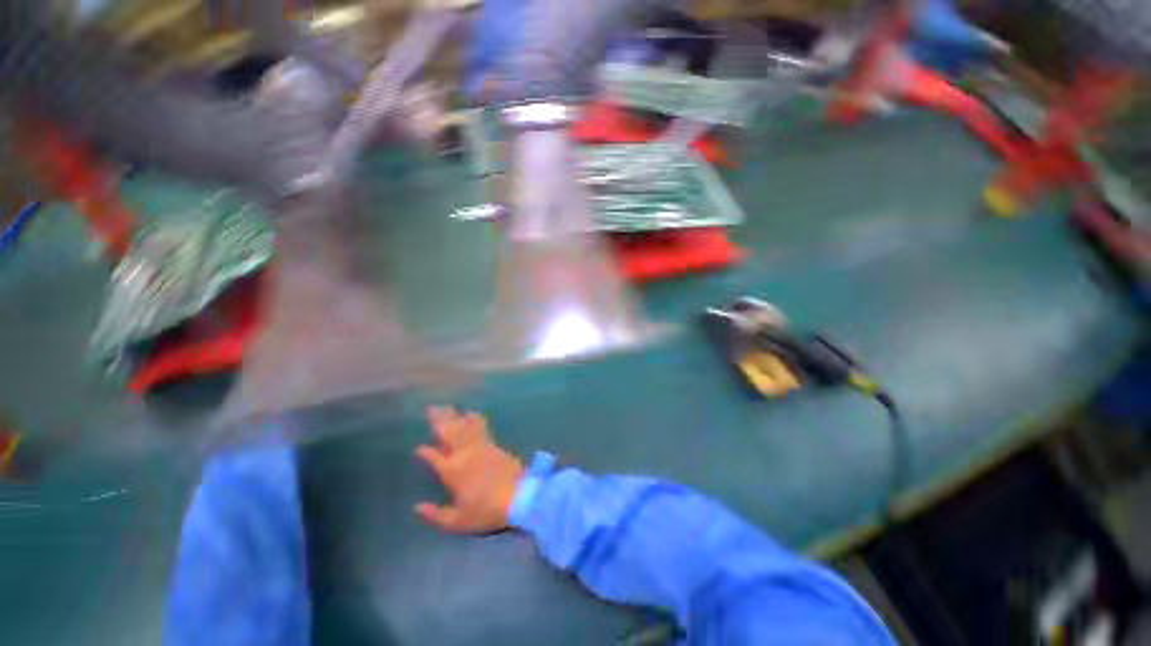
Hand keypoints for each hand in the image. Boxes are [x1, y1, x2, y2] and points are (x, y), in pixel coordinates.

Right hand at [414, 407, 524, 533]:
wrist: (519, 495)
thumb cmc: (487, 511)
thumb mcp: (458, 521)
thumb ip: (435, 514)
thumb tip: (417, 507)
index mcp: (452, 471)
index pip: (434, 458)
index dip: (426, 452)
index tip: (419, 448)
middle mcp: (464, 454)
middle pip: (449, 433)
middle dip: (439, 421)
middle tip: (431, 408)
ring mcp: (480, 446)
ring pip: (463, 426)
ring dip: (454, 416)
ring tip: (446, 406)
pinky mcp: (493, 443)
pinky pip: (480, 426)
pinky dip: (473, 418)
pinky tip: (470, 412)